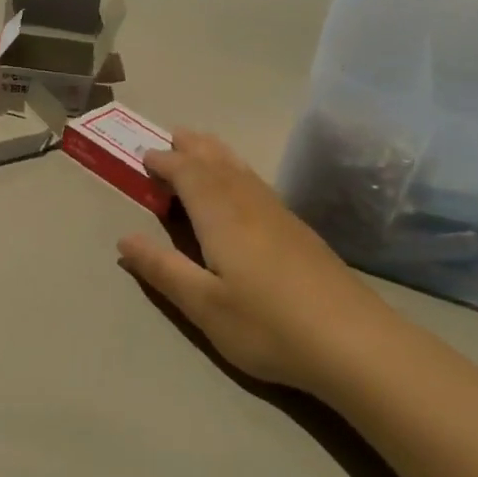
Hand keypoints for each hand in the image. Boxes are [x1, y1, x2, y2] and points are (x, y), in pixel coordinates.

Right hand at [116, 130, 389, 391]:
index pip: (189, 175)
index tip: (144, 157)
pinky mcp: (300, 231)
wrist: (353, 341)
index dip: (166, 163)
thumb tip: (124, 238)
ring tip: (202, 146)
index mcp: (222, 217)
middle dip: (193, 148)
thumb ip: (163, 269)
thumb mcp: (204, 305)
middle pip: (218, 164)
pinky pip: (258, 184)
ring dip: (217, 154)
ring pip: (242, 171)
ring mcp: (280, 216)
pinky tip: (244, 187)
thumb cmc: (268, 325)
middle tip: (173, 135)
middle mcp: (250, 205)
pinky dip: (239, 172)